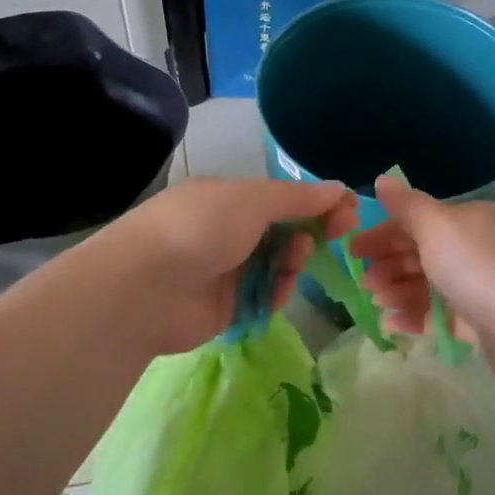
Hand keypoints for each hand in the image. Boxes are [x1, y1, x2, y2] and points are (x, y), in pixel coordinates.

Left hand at [95, 178, 357, 355]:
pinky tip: (278, 289)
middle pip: (284, 230)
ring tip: (294, 260)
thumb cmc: (199, 228)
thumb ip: (297, 198)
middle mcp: (228, 231)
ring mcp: (227, 270)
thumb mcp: (252, 201)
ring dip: (294, 260)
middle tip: (340, 232)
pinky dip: (277, 291)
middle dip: (313, 229)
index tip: (348, 209)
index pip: (282, 197)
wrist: (145, 288)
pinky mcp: (228, 306)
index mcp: (228, 198)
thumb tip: (337, 188)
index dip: (316, 201)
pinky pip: (266, 296)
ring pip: (279, 264)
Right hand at [349, 174, 494, 385]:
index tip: (352, 250)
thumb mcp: (437, 226)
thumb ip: (406, 205)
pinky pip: (440, 314)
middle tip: (363, 282)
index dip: (383, 233)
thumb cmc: (478, 267)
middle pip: (422, 252)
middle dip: (389, 265)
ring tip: (378, 303)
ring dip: (398, 291)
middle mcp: (479, 247)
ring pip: (429, 284)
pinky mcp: (482, 321)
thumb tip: (382, 179)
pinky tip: (392, 326)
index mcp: (472, 219)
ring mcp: (482, 285)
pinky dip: (415, 316)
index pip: (419, 220)